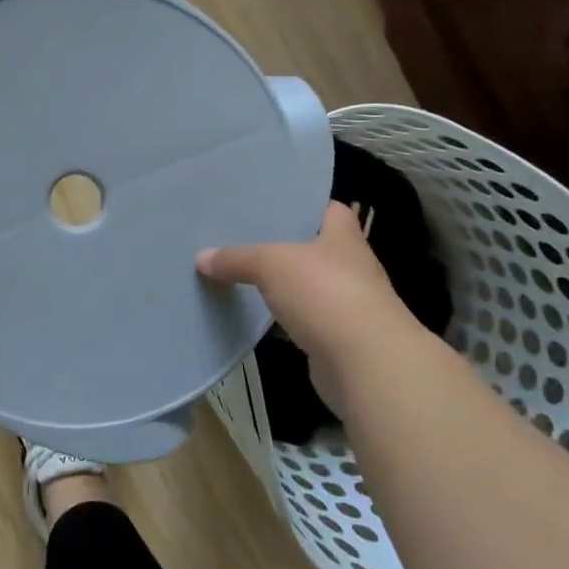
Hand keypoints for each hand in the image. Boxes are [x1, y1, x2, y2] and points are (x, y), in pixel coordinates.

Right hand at [197, 203, 421, 411]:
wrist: (366, 365)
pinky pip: (303, 321)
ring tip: (240, 273)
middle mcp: (350, 267)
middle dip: (283, 245)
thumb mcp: (271, 264)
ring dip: (282, 286)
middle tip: (242, 236)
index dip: (305, 204)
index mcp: (343, 237)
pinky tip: (255, 317)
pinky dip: (282, 320)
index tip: (272, 203)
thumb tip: (201, 257)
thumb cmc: (325, 294)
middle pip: (313, 248)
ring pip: (307, 287)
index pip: (329, 209)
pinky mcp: (336, 340)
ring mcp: (346, 305)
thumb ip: (236, 258)